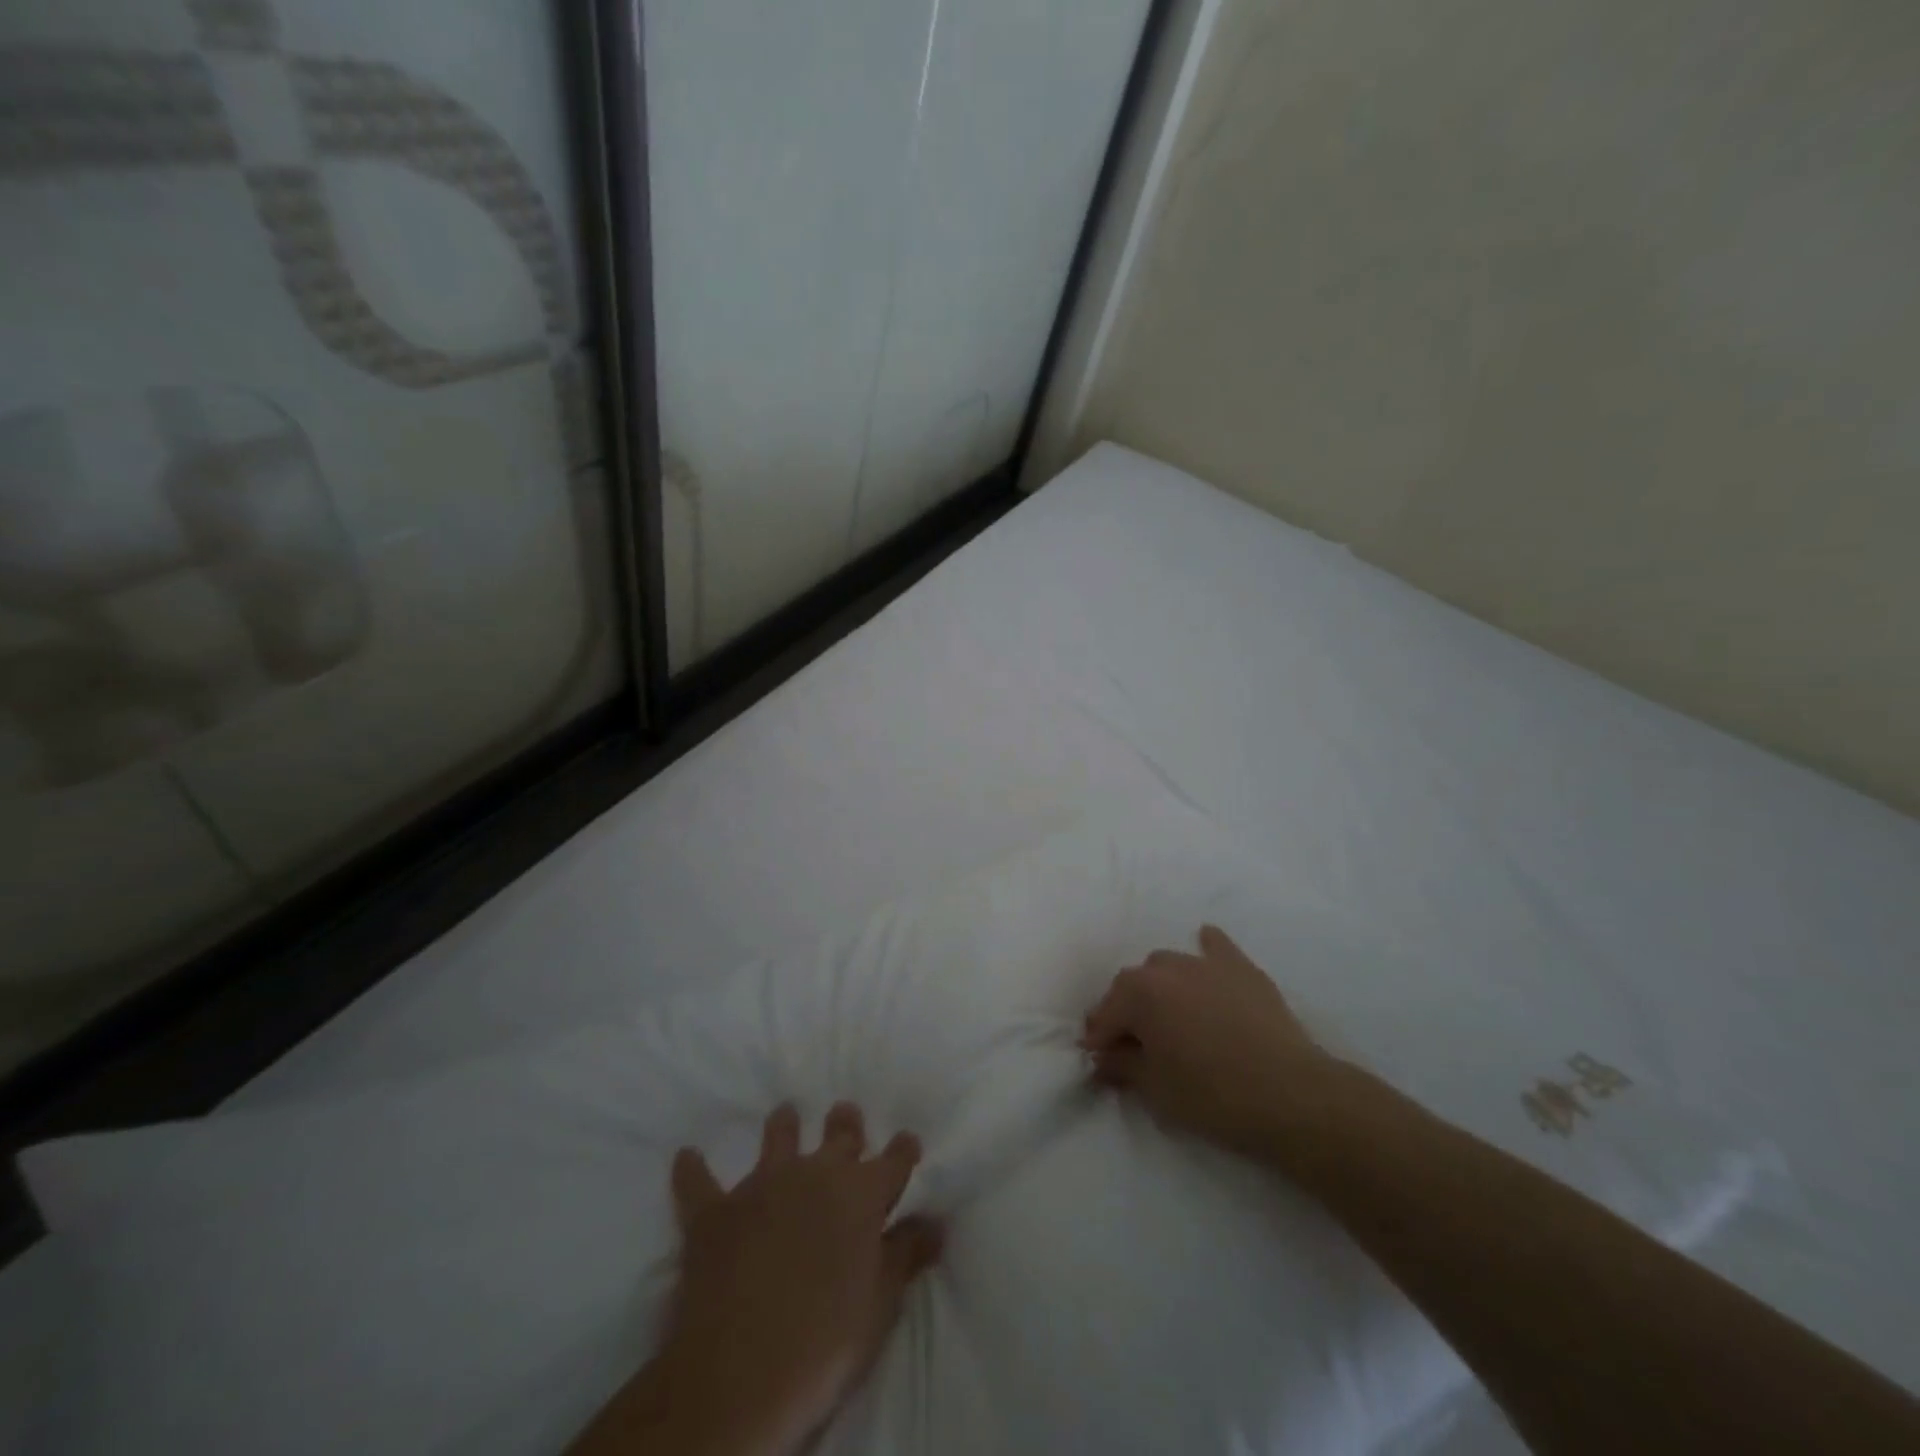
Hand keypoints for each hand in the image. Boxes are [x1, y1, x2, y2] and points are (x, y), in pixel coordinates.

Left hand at [651, 1103, 940, 1455]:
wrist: (742, 1370)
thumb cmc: (826, 1340)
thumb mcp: (881, 1304)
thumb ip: (906, 1255)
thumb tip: (936, 1221)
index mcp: (861, 1194)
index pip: (893, 1160)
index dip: (903, 1150)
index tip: (907, 1142)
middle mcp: (816, 1173)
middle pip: (839, 1134)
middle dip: (846, 1124)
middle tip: (845, 1114)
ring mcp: (762, 1186)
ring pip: (777, 1138)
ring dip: (783, 1126)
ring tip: (785, 1115)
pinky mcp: (715, 1212)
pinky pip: (699, 1182)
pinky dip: (693, 1170)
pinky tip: (686, 1157)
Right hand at [1080, 924, 1345, 1160]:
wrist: (1292, 1096)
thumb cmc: (1213, 1096)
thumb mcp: (1155, 1090)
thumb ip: (1123, 1065)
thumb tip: (1105, 1055)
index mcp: (1140, 994)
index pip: (1106, 1013)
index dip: (1100, 1039)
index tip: (1101, 1060)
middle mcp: (1167, 968)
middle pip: (1134, 984)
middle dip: (1128, 1010)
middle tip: (1135, 1043)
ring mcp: (1207, 963)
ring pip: (1169, 965)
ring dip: (1161, 986)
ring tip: (1171, 1015)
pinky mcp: (1242, 969)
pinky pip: (1216, 947)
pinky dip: (1207, 950)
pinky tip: (1206, 950)